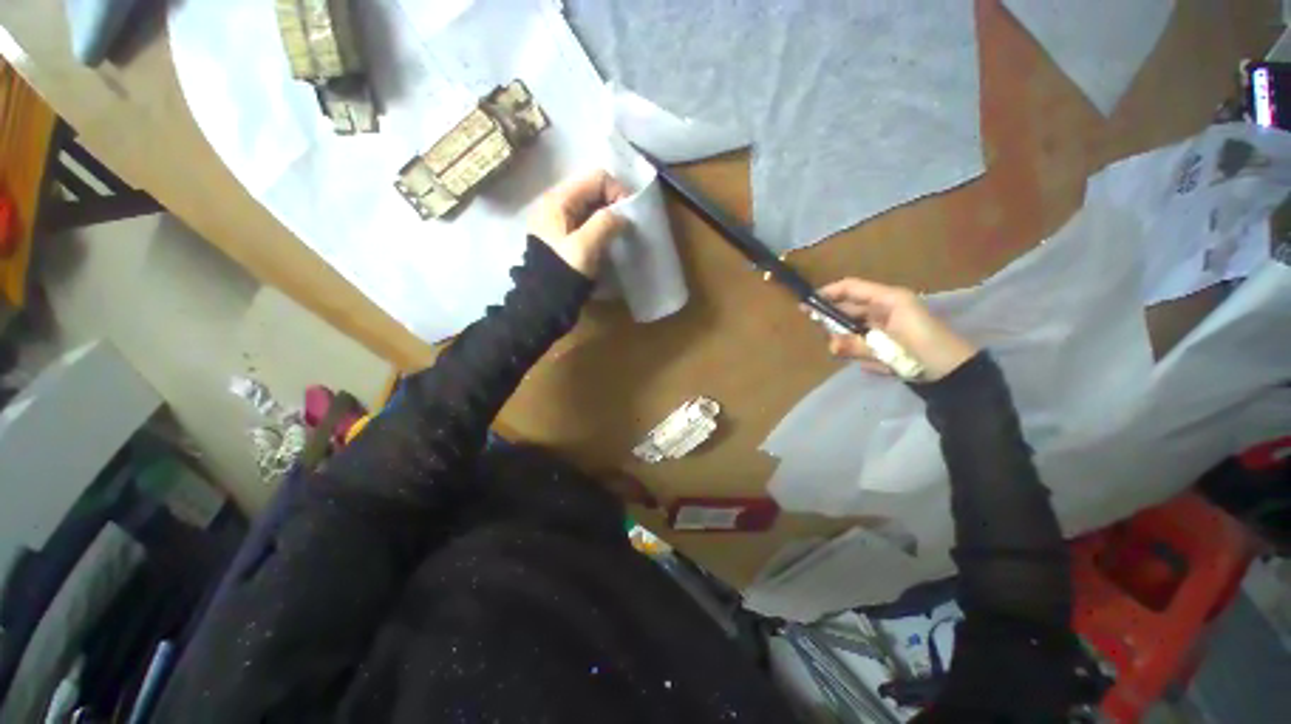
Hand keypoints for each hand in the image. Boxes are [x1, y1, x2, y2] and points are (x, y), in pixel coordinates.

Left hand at [529, 170, 629, 276]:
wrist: (544, 299)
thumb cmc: (564, 270)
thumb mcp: (585, 246)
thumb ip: (605, 223)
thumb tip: (623, 216)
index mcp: (559, 200)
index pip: (596, 178)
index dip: (617, 191)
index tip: (628, 216)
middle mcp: (557, 203)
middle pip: (593, 189)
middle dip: (614, 204)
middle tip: (626, 226)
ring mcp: (559, 219)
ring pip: (591, 205)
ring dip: (608, 216)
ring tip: (618, 233)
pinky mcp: (563, 233)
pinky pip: (587, 220)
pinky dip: (600, 225)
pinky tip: (607, 239)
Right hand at [815, 278, 978, 380]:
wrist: (956, 375)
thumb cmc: (926, 351)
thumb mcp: (890, 347)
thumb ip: (858, 345)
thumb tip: (830, 346)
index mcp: (888, 300)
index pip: (851, 288)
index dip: (827, 293)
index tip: (806, 305)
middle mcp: (885, 308)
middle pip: (849, 309)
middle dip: (836, 324)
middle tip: (831, 339)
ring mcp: (887, 325)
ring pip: (854, 328)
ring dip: (850, 343)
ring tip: (859, 356)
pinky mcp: (888, 341)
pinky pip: (865, 343)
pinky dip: (863, 353)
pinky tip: (876, 364)